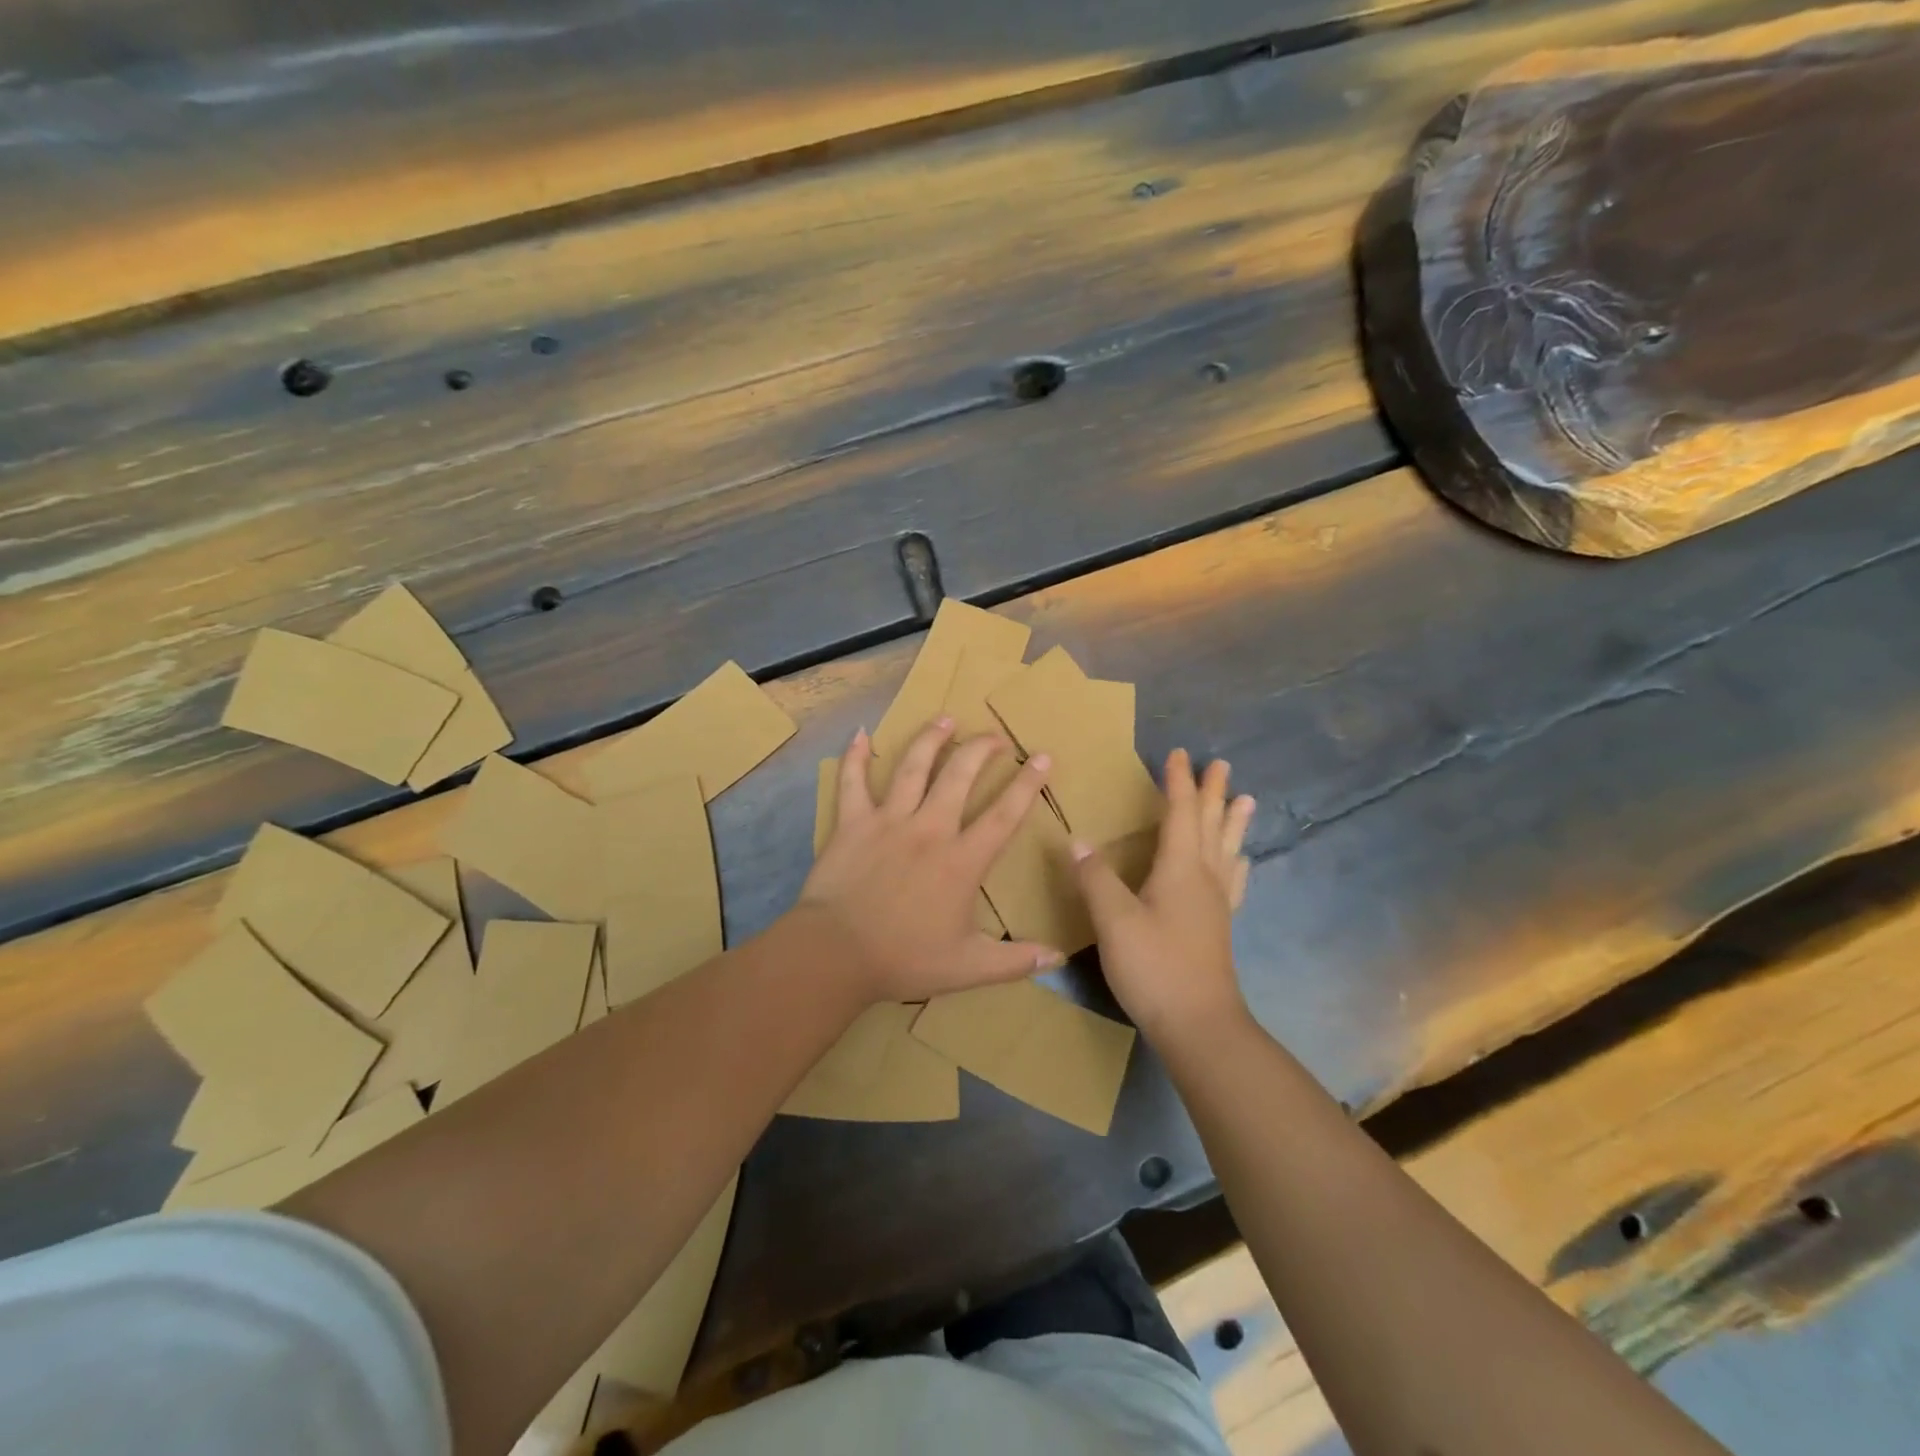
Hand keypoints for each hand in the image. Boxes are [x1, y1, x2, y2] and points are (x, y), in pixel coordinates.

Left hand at [797, 718, 1060, 1001]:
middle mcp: (929, 829)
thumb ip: (1016, 961)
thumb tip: (1059, 958)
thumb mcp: (968, 968)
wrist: (836, 954)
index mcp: (961, 860)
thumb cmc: (904, 959)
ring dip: (931, 739)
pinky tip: (862, 734)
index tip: (1042, 756)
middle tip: (995, 735)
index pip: (1004, 815)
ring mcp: (888, 821)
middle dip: (981, 749)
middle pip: (960, 776)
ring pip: (913, 767)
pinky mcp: (852, 823)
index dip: (1027, 784)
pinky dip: (856, 757)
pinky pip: (853, 782)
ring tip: (946, 718)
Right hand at [1074, 749, 1254, 1042]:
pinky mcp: (1218, 927)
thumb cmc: (1155, 967)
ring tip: (1245, 800)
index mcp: (1180, 869)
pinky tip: (1240, 864)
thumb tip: (1078, 840)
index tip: (1178, 754)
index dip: (1178, 783)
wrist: (1199, 1026)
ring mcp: (1216, 904)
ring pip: (1227, 850)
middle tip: (1220, 763)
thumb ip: (1095, 878)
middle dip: (1212, 792)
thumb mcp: (1114, 921)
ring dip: (1232, 822)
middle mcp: (1204, 878)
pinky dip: (1236, 863)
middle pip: (1210, 825)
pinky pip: (1232, 880)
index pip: (1179, 813)